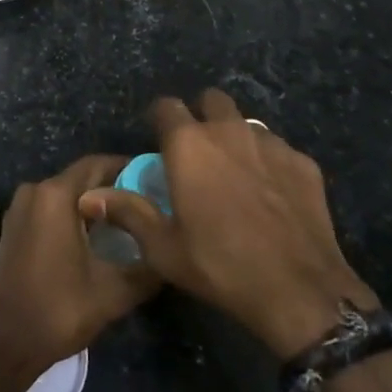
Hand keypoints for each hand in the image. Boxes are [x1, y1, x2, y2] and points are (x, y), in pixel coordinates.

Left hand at [0, 155, 159, 379]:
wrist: (5, 342)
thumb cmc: (59, 310)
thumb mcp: (114, 292)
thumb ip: (148, 267)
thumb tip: (171, 253)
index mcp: (56, 195)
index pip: (97, 164)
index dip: (127, 167)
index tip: (154, 179)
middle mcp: (35, 191)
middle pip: (81, 178)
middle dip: (113, 187)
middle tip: (147, 203)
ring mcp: (21, 208)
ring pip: (65, 194)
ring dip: (93, 203)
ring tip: (128, 220)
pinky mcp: (15, 226)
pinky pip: (50, 208)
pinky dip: (73, 215)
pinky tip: (96, 235)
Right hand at [80, 90, 376, 359]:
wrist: (300, 292)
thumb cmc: (221, 266)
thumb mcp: (164, 248)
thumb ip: (127, 212)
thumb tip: (88, 195)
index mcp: (188, 144)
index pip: (166, 106)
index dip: (160, 119)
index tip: (160, 140)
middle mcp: (228, 130)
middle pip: (211, 99)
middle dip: (202, 115)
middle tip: (199, 152)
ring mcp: (270, 143)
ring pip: (247, 123)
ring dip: (236, 138)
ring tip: (236, 174)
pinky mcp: (303, 162)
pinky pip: (278, 149)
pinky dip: (269, 163)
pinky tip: (272, 196)